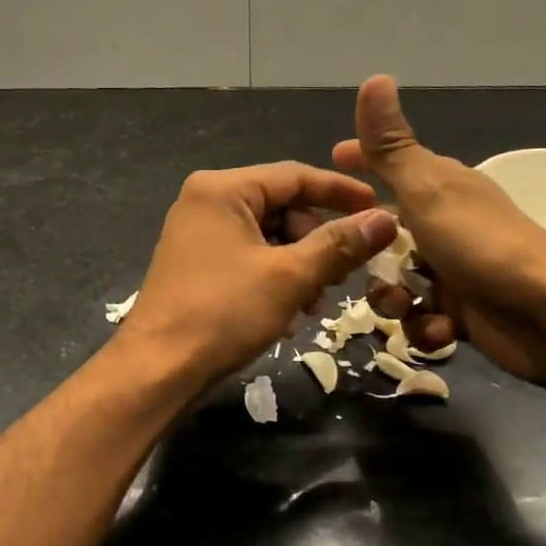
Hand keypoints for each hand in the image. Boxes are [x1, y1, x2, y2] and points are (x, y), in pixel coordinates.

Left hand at [124, 162, 398, 384]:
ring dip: (300, 265)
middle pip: (282, 206)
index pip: (295, 175)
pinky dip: (275, 277)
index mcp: (223, 188)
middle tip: (342, 275)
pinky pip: (248, 256)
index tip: (380, 209)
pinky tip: (290, 312)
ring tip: (316, 302)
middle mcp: (206, 201)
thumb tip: (387, 220)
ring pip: (268, 236)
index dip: (341, 192)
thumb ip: (340, 244)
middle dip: (317, 240)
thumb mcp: (290, 276)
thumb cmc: (224, 312)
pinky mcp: (197, 263)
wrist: (158, 369)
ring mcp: (198, 233)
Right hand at [332, 76, 545, 390]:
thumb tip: (375, 77)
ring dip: (393, 300)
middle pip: (385, 233)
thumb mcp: (427, 190)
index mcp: (440, 187)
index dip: (360, 162)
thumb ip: (391, 146)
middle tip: (350, 263)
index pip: (390, 165)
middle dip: (366, 253)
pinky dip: (425, 327)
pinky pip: (422, 318)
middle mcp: (446, 225)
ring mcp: (455, 270)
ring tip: (403, 307)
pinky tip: (438, 329)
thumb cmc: (481, 245)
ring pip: (397, 282)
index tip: (331, 159)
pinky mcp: (463, 313)